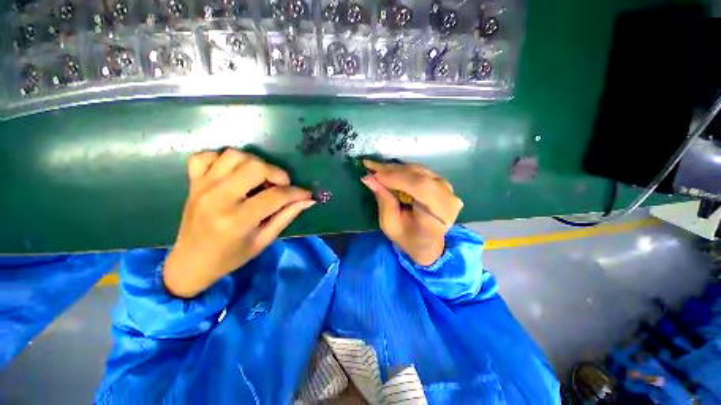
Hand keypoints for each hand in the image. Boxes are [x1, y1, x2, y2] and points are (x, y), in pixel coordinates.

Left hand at [163, 149, 314, 297]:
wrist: (190, 261)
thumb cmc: (230, 256)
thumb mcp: (264, 241)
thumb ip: (287, 217)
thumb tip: (308, 200)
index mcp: (236, 220)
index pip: (275, 196)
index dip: (296, 193)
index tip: (306, 194)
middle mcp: (217, 198)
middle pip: (254, 167)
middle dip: (276, 173)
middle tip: (281, 186)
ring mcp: (202, 187)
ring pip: (234, 155)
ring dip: (254, 163)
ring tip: (260, 179)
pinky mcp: (193, 182)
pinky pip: (206, 156)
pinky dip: (223, 159)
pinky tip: (233, 173)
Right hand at [361, 160, 462, 265]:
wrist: (429, 244)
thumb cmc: (409, 239)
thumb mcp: (391, 224)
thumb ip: (383, 200)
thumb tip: (369, 178)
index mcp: (440, 214)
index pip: (420, 187)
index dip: (395, 178)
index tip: (373, 173)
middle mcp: (448, 197)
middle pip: (420, 176)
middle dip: (392, 171)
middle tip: (370, 166)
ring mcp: (448, 188)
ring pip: (419, 171)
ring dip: (396, 169)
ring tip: (377, 168)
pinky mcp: (442, 183)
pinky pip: (421, 172)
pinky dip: (403, 170)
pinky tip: (389, 171)